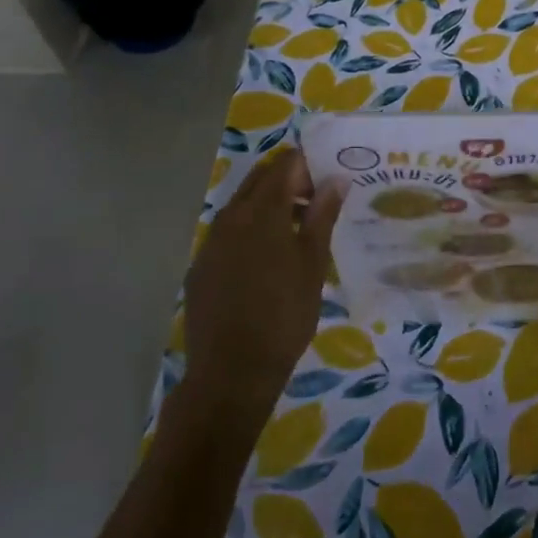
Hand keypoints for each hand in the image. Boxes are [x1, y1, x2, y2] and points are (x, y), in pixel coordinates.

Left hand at [182, 150, 341, 425]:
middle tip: (317, 204)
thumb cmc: (284, 316)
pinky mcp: (201, 265)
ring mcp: (210, 240)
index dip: (310, 166)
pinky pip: (228, 231)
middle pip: (260, 178)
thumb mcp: (313, 264)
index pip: (285, 164)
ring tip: (298, 233)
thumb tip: (336, 179)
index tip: (330, 184)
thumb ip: (323, 216)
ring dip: (270, 206)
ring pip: (242, 204)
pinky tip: (267, 261)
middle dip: (289, 181)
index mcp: (261, 210)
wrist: (231, 373)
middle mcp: (230, 216)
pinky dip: (250, 230)